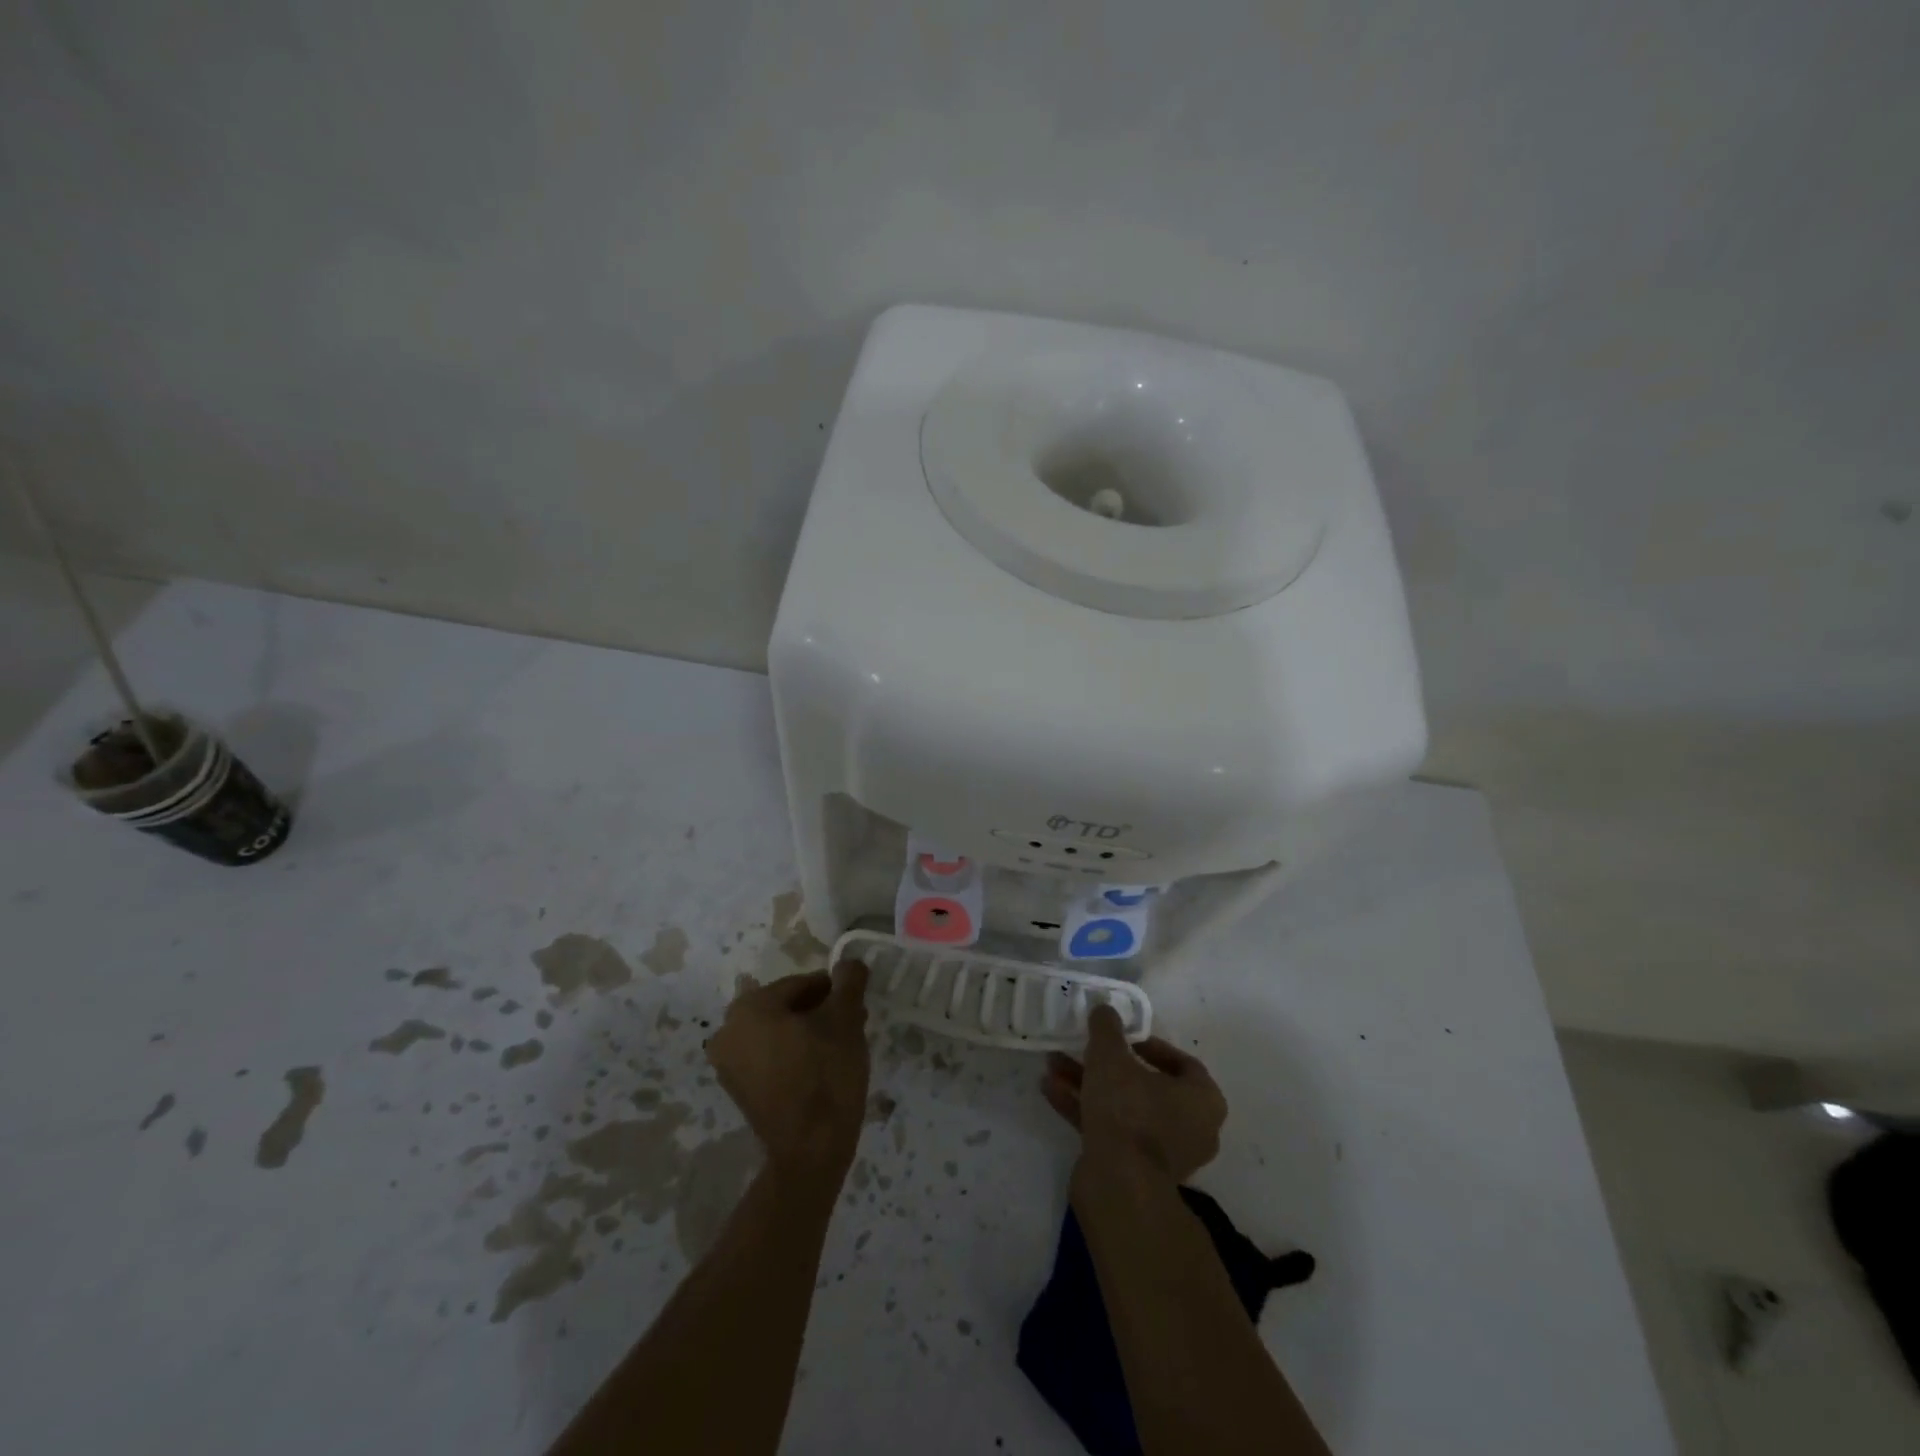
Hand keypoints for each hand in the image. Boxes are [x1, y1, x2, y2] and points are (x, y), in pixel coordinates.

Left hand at [706, 959, 870, 1180]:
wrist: (811, 1150)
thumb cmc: (826, 1074)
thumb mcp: (845, 1019)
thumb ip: (848, 982)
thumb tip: (849, 962)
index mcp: (749, 1007)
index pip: (801, 983)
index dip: (834, 989)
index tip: (857, 1002)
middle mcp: (729, 1031)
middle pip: (787, 1006)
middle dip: (821, 1010)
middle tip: (854, 1023)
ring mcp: (729, 1064)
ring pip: (779, 1031)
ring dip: (810, 1032)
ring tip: (843, 1045)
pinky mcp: (739, 1090)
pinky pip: (771, 1056)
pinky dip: (795, 1053)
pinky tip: (823, 1065)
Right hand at [1043, 1005, 1227, 1183]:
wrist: (1119, 1186)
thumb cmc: (1128, 1111)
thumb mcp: (1111, 1057)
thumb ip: (1107, 1029)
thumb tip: (1104, 1009)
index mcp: (1203, 1101)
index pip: (1181, 1063)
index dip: (1149, 1045)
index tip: (1121, 1037)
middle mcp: (1191, 1129)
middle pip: (1146, 1085)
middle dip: (1107, 1065)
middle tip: (1082, 1047)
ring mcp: (1163, 1154)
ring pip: (1123, 1108)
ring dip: (1088, 1084)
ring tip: (1053, 1064)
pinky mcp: (1134, 1171)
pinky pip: (1110, 1131)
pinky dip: (1083, 1110)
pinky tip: (1049, 1090)